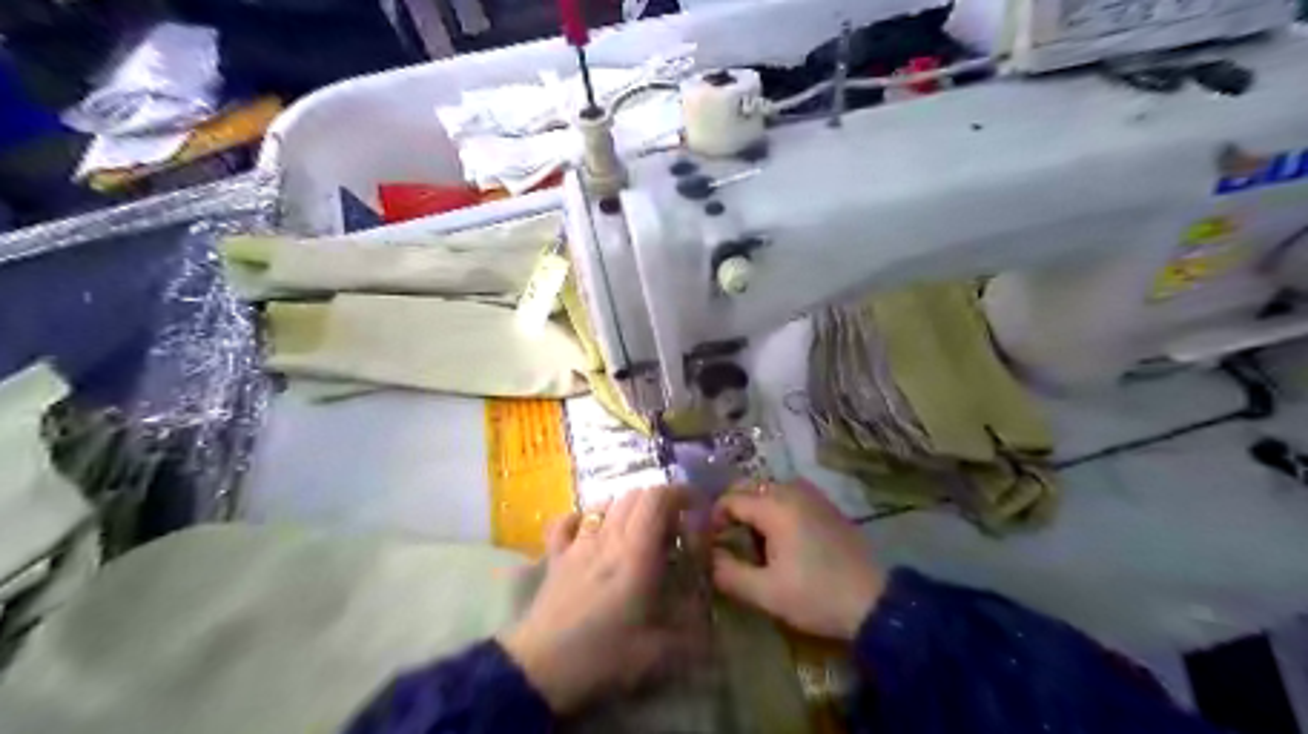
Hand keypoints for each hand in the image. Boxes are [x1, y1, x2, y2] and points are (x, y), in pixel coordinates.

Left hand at [499, 488, 683, 716]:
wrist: (540, 671)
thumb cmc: (603, 657)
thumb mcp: (660, 653)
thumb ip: (694, 636)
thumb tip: (717, 631)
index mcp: (637, 553)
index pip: (658, 498)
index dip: (681, 493)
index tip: (697, 508)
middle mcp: (608, 537)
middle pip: (634, 494)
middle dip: (660, 502)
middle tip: (673, 529)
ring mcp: (578, 544)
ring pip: (605, 503)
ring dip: (627, 508)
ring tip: (638, 531)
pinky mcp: (555, 556)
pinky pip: (567, 521)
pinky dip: (584, 518)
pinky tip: (591, 532)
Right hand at [712, 478, 881, 639]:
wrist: (875, 603)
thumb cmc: (816, 596)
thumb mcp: (765, 593)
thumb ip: (729, 573)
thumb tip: (709, 557)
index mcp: (775, 507)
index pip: (729, 499)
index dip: (714, 520)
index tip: (711, 545)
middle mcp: (792, 491)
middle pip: (748, 488)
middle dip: (732, 510)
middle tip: (728, 541)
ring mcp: (812, 495)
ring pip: (768, 489)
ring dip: (754, 508)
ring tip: (751, 541)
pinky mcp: (826, 506)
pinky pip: (789, 495)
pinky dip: (775, 508)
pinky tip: (779, 538)